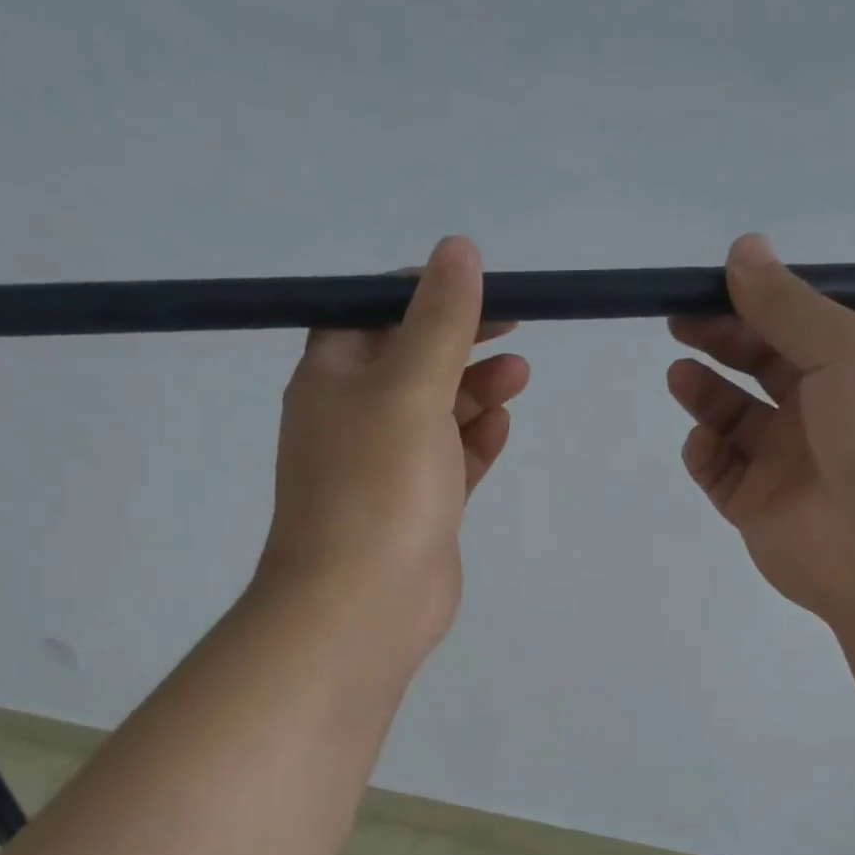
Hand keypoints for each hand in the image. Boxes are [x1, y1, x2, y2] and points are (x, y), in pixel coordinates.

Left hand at [257, 236, 528, 658]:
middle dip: (461, 342)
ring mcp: (386, 468)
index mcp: (333, 377)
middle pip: (411, 361)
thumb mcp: (409, 387)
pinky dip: (475, 441)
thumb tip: (458, 250)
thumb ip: (439, 321)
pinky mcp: (418, 508)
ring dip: (476, 391)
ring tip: (521, 376)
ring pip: (436, 414)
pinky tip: (503, 427)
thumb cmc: (379, 485)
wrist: (364, 603)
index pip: (372, 313)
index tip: (477, 285)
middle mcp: (354, 417)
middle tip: (516, 329)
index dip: (422, 293)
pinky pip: (449, 462)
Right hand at [668, 234, 854, 625]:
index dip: (755, 304)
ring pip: (735, 420)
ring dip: (706, 393)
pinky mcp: (758, 509)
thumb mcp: (850, 352)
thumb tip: (743, 248)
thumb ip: (789, 307)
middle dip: (722, 342)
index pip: (798, 326)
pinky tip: (703, 441)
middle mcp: (824, 413)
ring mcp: (789, 464)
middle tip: (680, 324)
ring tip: (680, 375)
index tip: (710, 286)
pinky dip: (706, 452)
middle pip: (761, 367)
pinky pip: (721, 472)